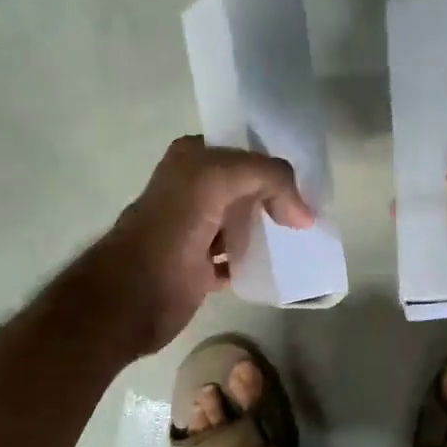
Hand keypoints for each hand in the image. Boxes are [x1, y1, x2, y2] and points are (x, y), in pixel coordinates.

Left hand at [93, 136, 312, 355]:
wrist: (133, 297)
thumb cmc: (171, 230)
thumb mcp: (217, 180)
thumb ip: (266, 177)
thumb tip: (303, 214)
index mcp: (191, 160)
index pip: (245, 149)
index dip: (276, 162)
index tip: (309, 182)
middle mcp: (193, 189)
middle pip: (248, 186)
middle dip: (278, 196)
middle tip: (313, 210)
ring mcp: (197, 229)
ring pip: (246, 221)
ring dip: (271, 228)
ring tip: (303, 236)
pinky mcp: (201, 267)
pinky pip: (240, 258)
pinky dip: (260, 260)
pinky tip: (282, 264)